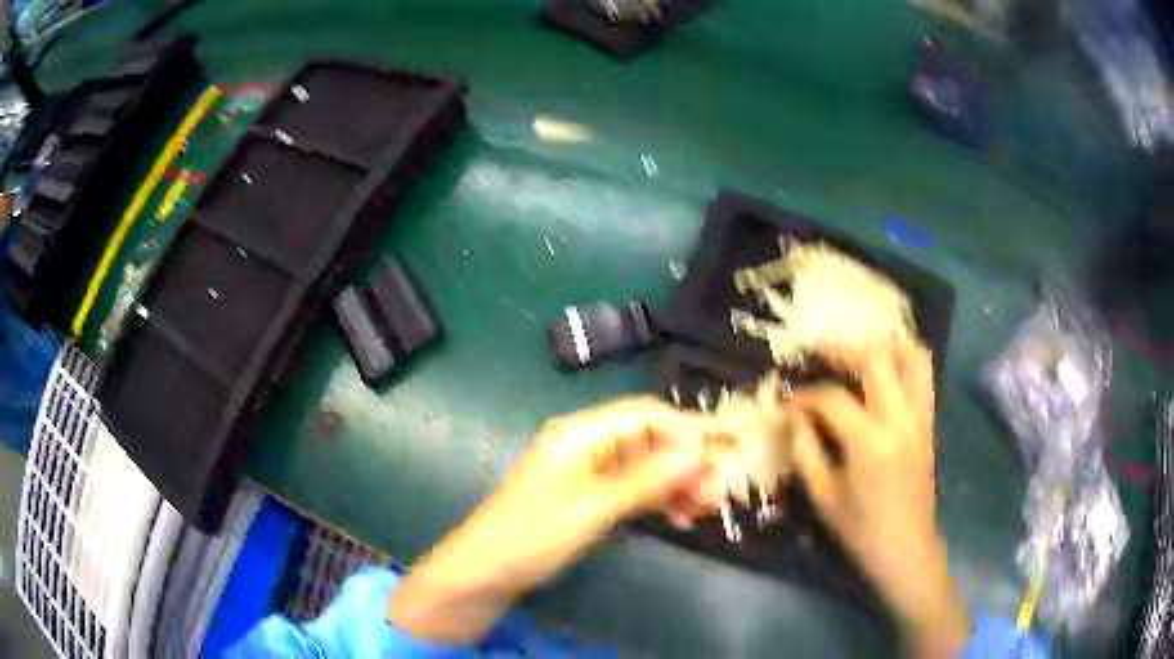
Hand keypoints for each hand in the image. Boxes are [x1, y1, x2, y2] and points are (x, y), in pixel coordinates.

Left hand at [388, 397, 713, 643]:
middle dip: (686, 460)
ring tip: (707, 506)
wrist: (485, 573)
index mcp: (579, 433)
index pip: (643, 415)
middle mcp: (585, 445)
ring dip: (676, 483)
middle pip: (647, 440)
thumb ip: (645, 479)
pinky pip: (632, 490)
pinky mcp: (588, 498)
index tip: (725, 448)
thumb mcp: (591, 507)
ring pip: (644, 467)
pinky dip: (657, 501)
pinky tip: (678, 517)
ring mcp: (587, 473)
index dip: (686, 428)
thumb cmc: (532, 534)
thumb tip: (699, 450)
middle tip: (721, 487)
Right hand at [789, 341, 969, 655]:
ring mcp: (920, 417)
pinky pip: (923, 376)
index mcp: (869, 442)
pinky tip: (882, 373)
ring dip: (882, 345)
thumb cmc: (861, 531)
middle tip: (818, 354)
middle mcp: (900, 419)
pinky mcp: (929, 423)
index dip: (804, 396)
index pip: (832, 398)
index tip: (787, 404)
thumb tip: (792, 417)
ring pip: (911, 355)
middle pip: (875, 357)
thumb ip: (804, 451)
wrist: (907, 551)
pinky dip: (903, 361)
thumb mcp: (823, 497)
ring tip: (857, 352)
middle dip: (842, 349)